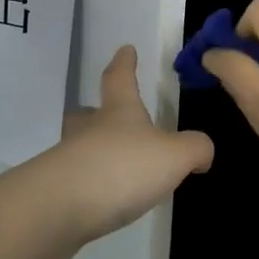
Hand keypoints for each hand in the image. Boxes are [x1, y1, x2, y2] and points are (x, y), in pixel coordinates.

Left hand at [37, 45, 213, 251]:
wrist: (58, 209)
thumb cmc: (121, 169)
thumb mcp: (174, 156)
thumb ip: (195, 148)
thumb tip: (202, 152)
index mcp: (119, 112)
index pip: (120, 77)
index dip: (125, 63)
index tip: (126, 49)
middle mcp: (89, 130)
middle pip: (89, 113)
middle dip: (99, 112)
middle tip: (108, 115)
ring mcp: (68, 161)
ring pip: (81, 147)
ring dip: (96, 152)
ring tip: (116, 167)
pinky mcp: (56, 193)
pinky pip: (76, 182)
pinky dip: (90, 186)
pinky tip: (104, 201)